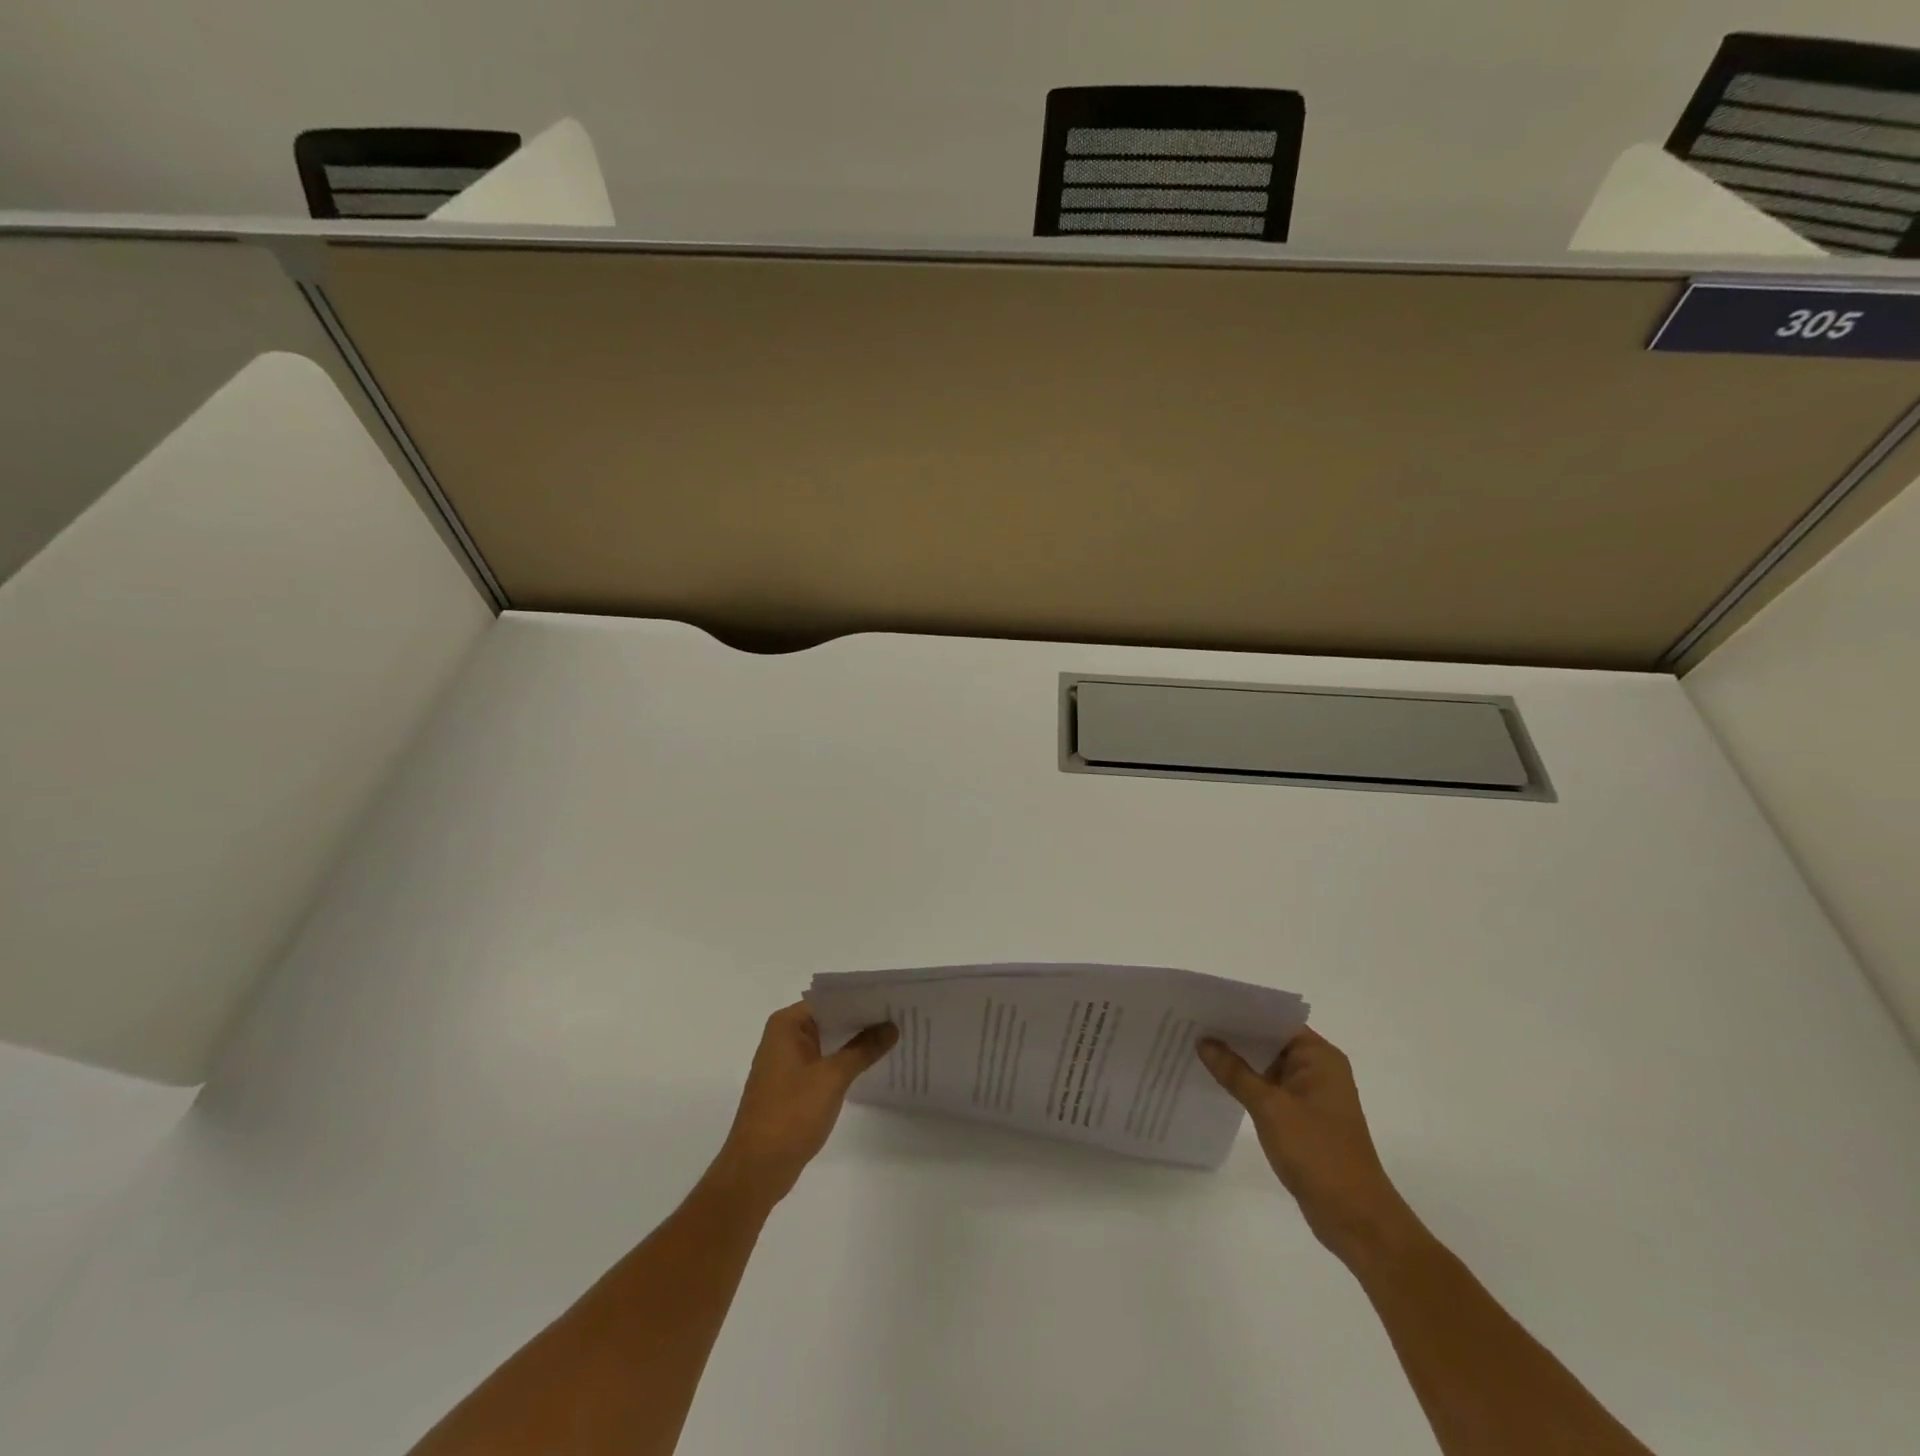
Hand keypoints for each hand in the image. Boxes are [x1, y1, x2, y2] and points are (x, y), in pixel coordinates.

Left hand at [707, 1003, 896, 1207]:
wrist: (757, 1169)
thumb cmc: (791, 1114)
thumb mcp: (832, 1077)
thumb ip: (863, 1049)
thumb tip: (891, 1026)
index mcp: (786, 1025)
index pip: (830, 1000)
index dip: (861, 999)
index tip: (891, 1000)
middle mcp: (783, 1037)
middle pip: (829, 1019)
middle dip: (861, 1021)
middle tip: (899, 1017)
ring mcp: (785, 1063)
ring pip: (827, 1042)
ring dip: (854, 1043)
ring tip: (892, 1038)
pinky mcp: (791, 1087)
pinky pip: (822, 1063)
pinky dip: (843, 1063)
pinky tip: (869, 1066)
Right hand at [1198, 1027, 1417, 1266]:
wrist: (1354, 1217)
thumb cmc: (1317, 1152)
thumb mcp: (1270, 1108)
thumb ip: (1235, 1072)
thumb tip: (1204, 1042)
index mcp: (1320, 1057)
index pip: (1275, 1020)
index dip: (1241, 1011)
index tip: (1206, 1006)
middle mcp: (1318, 1069)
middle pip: (1270, 1041)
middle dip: (1234, 1035)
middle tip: (1192, 1024)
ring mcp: (1311, 1095)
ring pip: (1267, 1066)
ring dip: (1238, 1061)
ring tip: (1196, 1047)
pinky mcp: (1303, 1118)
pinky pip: (1269, 1089)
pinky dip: (1247, 1084)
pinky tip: (1216, 1081)